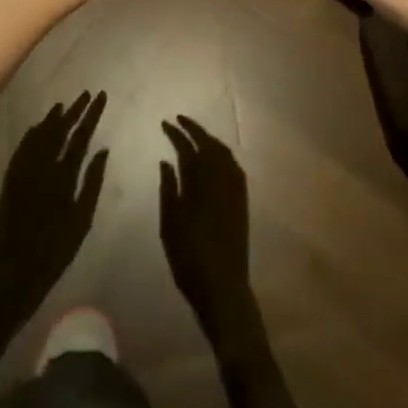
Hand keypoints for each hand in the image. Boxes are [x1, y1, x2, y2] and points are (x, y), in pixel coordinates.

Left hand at [0, 92, 108, 318]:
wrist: (16, 273)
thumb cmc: (56, 249)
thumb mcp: (83, 219)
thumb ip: (92, 181)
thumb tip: (102, 149)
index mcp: (64, 176)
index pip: (81, 136)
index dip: (92, 114)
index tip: (101, 96)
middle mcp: (42, 168)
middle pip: (60, 130)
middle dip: (75, 110)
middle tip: (86, 94)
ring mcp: (23, 173)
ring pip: (39, 136)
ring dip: (52, 119)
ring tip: (63, 105)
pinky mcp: (10, 181)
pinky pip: (22, 149)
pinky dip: (31, 135)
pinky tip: (36, 128)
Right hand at [158, 117, 256, 342]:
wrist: (223, 286)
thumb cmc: (189, 258)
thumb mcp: (170, 224)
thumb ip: (168, 188)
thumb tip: (167, 160)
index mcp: (201, 182)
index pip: (188, 147)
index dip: (176, 133)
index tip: (165, 122)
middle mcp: (221, 177)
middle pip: (209, 143)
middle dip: (194, 130)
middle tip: (179, 121)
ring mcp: (235, 187)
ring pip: (223, 151)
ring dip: (208, 139)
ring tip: (194, 135)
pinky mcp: (242, 198)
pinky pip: (232, 164)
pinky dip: (220, 153)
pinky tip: (212, 158)